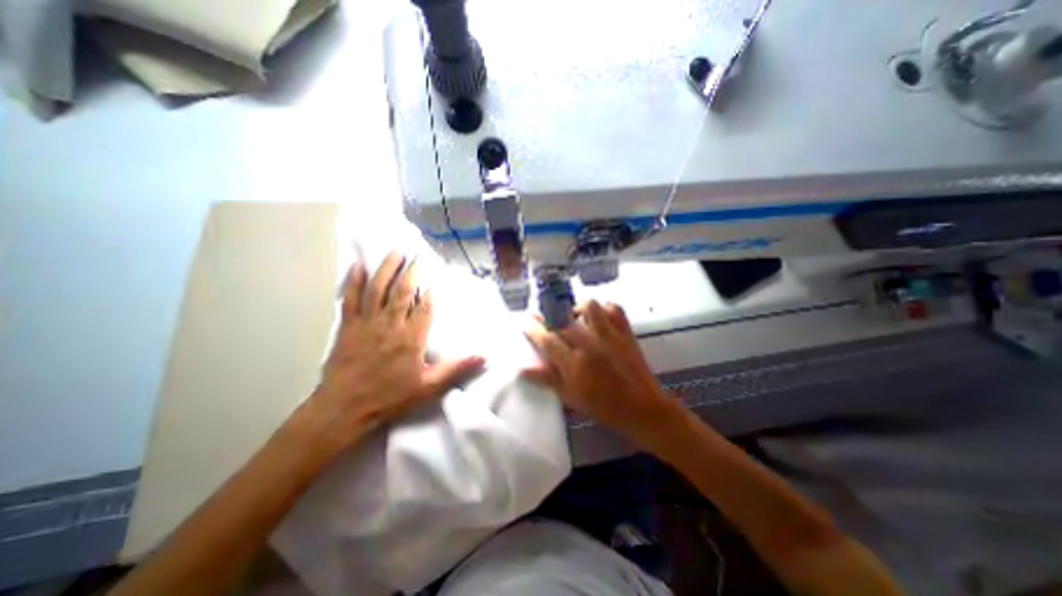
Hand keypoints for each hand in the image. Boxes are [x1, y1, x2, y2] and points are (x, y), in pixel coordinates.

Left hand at [294, 250, 482, 455]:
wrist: (344, 409)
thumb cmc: (389, 398)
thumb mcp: (429, 387)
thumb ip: (456, 370)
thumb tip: (484, 358)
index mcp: (411, 337)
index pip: (425, 307)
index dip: (432, 292)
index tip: (436, 278)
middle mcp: (390, 324)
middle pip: (402, 291)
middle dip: (411, 271)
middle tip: (416, 254)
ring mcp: (367, 322)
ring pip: (378, 288)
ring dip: (387, 268)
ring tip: (394, 251)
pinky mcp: (348, 326)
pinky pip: (350, 298)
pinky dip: (354, 280)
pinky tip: (358, 265)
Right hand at [523, 302, 680, 451]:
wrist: (643, 408)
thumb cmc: (604, 407)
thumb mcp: (571, 397)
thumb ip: (548, 379)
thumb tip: (523, 368)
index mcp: (575, 363)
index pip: (546, 339)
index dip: (532, 329)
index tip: (525, 321)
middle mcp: (590, 343)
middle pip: (562, 319)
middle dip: (547, 314)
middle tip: (544, 317)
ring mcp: (609, 334)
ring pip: (587, 306)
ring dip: (575, 308)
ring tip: (573, 317)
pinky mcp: (625, 330)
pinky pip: (613, 307)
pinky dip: (603, 307)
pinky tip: (597, 317)